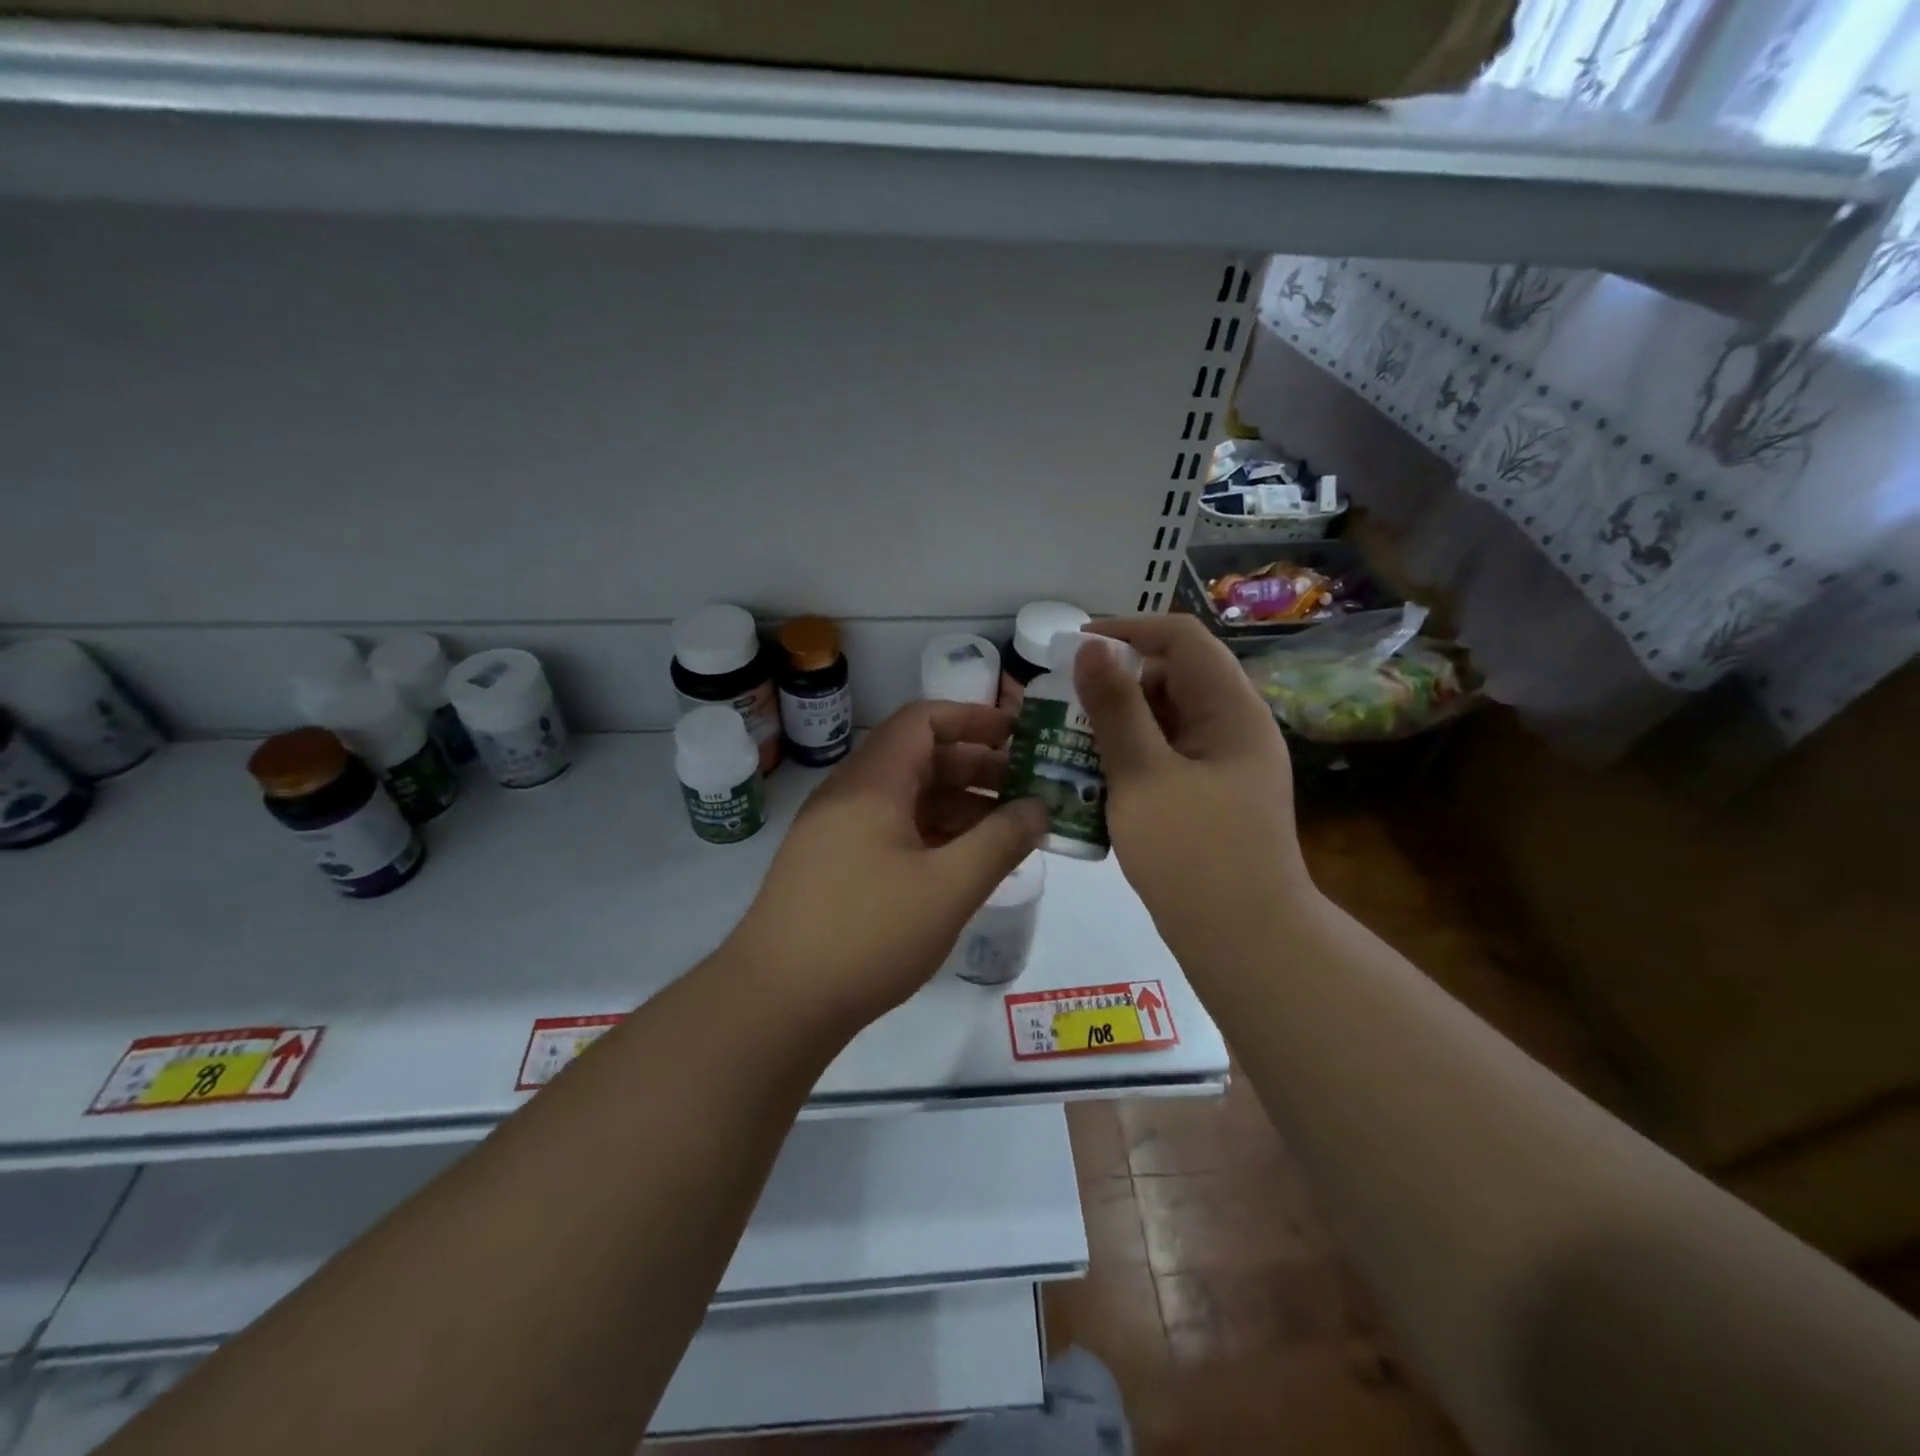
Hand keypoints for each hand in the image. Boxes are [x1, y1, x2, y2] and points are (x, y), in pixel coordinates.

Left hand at [727, 702, 1048, 1028]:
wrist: (774, 1003)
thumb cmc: (867, 934)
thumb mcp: (948, 888)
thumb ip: (1000, 842)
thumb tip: (1039, 808)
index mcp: (872, 783)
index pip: (923, 721)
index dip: (973, 719)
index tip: (1018, 736)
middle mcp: (849, 795)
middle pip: (917, 759)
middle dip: (975, 768)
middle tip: (1026, 789)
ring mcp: (835, 832)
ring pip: (905, 800)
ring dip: (956, 807)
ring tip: (1006, 832)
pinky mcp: (831, 867)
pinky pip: (890, 832)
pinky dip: (930, 836)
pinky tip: (962, 864)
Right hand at [1074, 615, 1312, 962]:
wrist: (1246, 943)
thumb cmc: (1194, 856)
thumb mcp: (1144, 776)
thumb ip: (1116, 709)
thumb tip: (1091, 647)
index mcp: (1231, 709)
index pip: (1182, 637)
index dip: (1128, 629)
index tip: (1074, 648)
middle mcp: (1234, 726)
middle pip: (1173, 676)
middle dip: (1116, 681)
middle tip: (1062, 703)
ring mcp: (1225, 763)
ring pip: (1167, 719)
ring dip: (1119, 722)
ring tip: (1068, 739)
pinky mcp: (1211, 795)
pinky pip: (1167, 755)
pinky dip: (1131, 756)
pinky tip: (1094, 777)